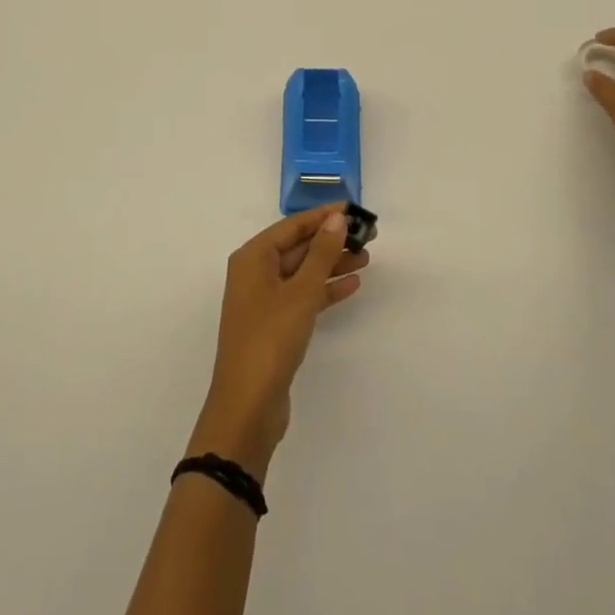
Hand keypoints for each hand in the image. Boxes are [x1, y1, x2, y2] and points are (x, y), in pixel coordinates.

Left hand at [188, 205, 367, 480]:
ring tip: (366, 257)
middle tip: (367, 236)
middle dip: (330, 240)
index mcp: (253, 257)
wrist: (248, 405)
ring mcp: (264, 300)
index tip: (352, 209)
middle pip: (298, 247)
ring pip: (303, 272)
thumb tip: (337, 219)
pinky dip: (325, 289)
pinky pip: (304, 296)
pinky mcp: (275, 324)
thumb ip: (321, 253)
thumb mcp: (300, 292)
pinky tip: (352, 284)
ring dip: (331, 264)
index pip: (292, 226)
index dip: (322, 216)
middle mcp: (255, 273)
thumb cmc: (270, 339)